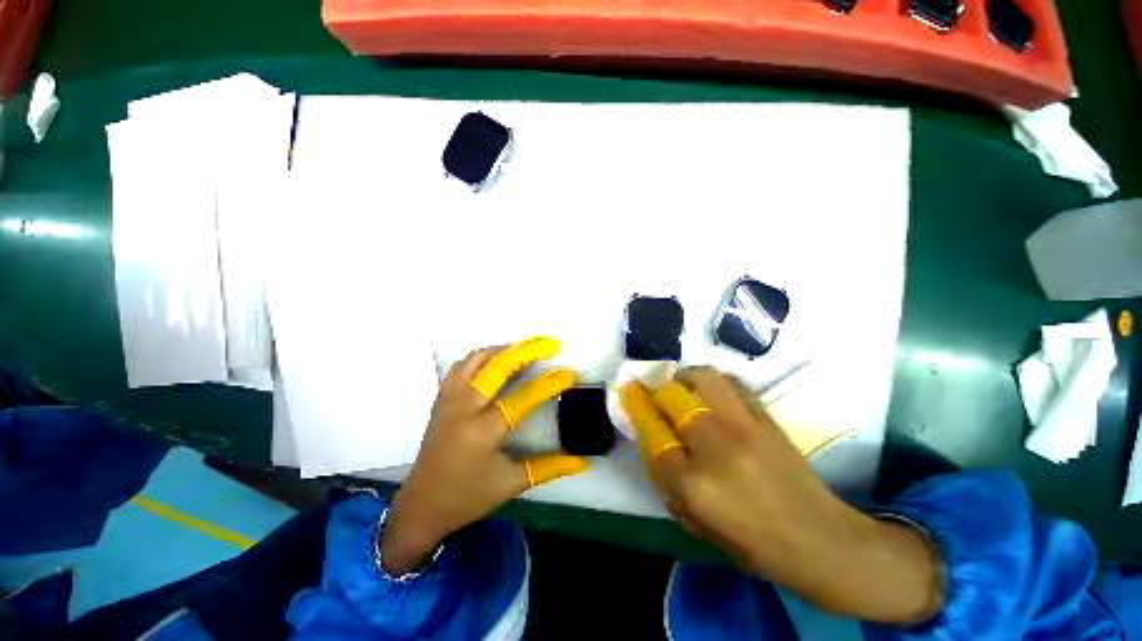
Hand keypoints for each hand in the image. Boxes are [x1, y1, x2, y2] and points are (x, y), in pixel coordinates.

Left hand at [380, 338, 589, 574]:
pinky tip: (495, 359)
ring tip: (525, 347)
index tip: (568, 374)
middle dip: (526, 350)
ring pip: (476, 360)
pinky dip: (481, 357)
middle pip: (497, 367)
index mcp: (482, 432)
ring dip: (503, 349)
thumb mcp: (512, 483)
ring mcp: (449, 400)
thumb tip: (582, 461)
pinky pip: (461, 366)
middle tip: (549, 344)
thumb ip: (549, 468)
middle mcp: (464, 409)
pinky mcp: (441, 399)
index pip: (522, 398)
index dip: (548, 384)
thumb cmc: (469, 496)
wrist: (421, 505)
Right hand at [622, 367, 940, 623]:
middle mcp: (715, 449)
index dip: (636, 406)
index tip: (627, 390)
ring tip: (682, 384)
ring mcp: (745, 428)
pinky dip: (715, 380)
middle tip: (654, 389)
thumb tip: (650, 434)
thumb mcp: (694, 521)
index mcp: (693, 485)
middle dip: (656, 389)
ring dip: (686, 376)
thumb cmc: (750, 541)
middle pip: (673, 399)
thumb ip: (665, 477)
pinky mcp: (767, 419)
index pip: (651, 432)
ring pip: (704, 379)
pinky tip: (712, 389)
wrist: (819, 540)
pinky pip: (734, 383)